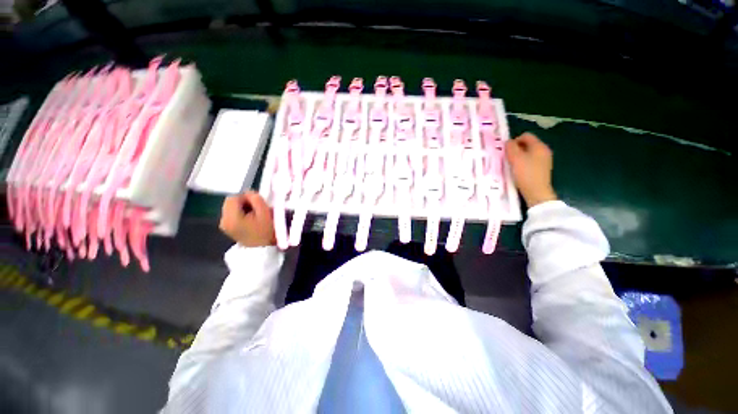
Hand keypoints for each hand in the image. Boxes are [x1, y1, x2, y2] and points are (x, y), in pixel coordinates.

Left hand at [219, 192, 275, 246]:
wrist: (263, 249)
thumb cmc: (266, 231)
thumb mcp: (265, 213)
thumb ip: (256, 199)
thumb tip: (249, 193)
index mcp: (231, 218)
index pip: (233, 197)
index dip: (246, 197)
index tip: (257, 203)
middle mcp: (223, 221)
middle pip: (230, 202)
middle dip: (244, 202)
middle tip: (257, 208)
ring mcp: (224, 225)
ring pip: (231, 207)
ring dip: (242, 207)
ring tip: (254, 214)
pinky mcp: (227, 227)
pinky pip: (232, 214)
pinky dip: (240, 213)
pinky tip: (250, 219)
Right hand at [505, 133, 556, 207]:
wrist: (537, 192)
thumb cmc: (525, 173)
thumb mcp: (515, 158)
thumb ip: (510, 147)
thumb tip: (508, 142)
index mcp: (539, 146)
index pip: (526, 136)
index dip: (514, 141)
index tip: (506, 151)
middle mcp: (544, 150)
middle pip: (528, 144)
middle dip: (516, 149)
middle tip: (508, 158)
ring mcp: (545, 160)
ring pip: (529, 153)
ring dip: (519, 156)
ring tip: (512, 165)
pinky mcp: (542, 168)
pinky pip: (531, 160)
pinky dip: (523, 163)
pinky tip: (519, 171)